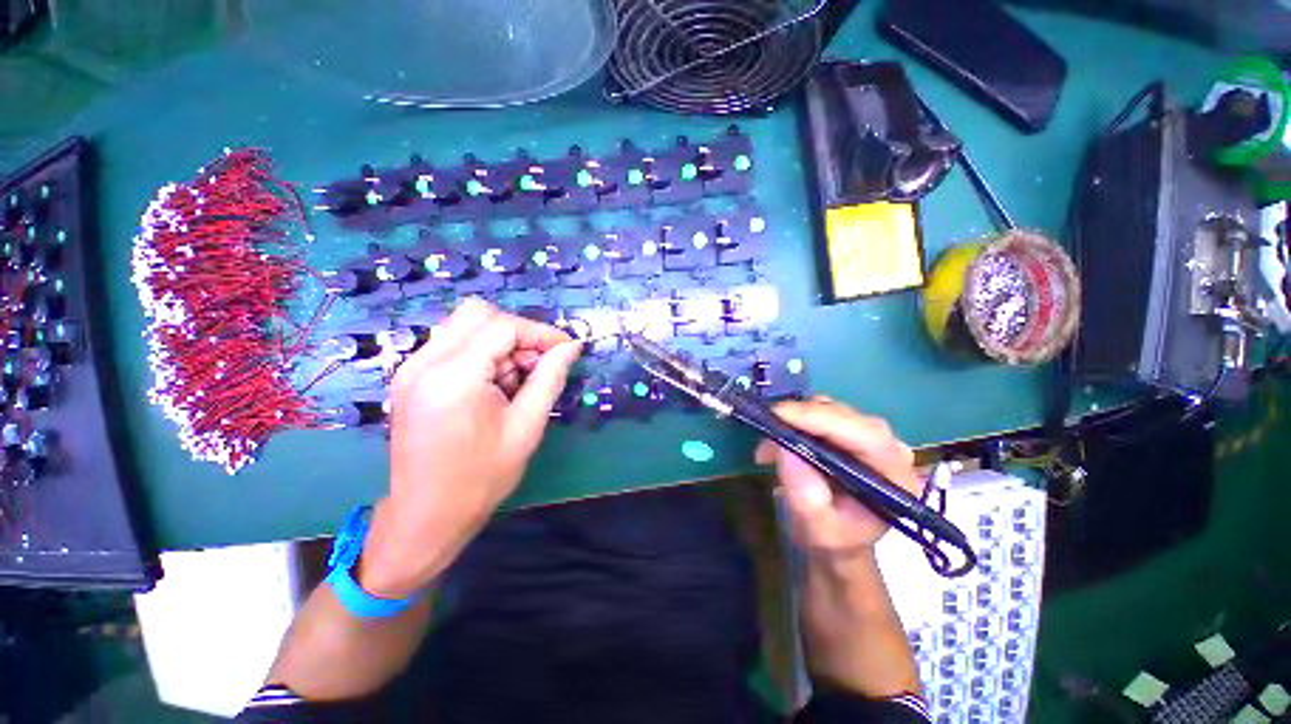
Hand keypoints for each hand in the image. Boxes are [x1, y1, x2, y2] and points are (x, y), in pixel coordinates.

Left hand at [360, 298, 581, 596]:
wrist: (426, 515)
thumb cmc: (481, 477)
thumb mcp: (527, 427)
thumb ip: (550, 378)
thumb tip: (572, 347)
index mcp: (454, 376)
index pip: (504, 326)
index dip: (541, 333)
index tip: (566, 349)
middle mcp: (425, 362)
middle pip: (479, 313)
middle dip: (519, 332)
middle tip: (538, 364)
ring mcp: (412, 367)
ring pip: (465, 324)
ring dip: (500, 341)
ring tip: (518, 377)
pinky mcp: (411, 376)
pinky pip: (453, 343)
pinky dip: (482, 352)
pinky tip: (495, 383)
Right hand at [755, 397, 923, 558]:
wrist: (840, 539)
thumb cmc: (834, 538)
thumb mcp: (817, 529)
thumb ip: (806, 495)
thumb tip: (785, 450)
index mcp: (894, 478)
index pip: (865, 435)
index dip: (822, 419)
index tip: (780, 414)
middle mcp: (890, 450)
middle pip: (847, 416)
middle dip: (802, 418)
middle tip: (767, 432)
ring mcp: (872, 437)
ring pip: (831, 410)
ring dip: (796, 421)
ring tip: (769, 448)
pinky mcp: (852, 430)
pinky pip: (823, 413)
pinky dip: (797, 421)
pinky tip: (780, 441)